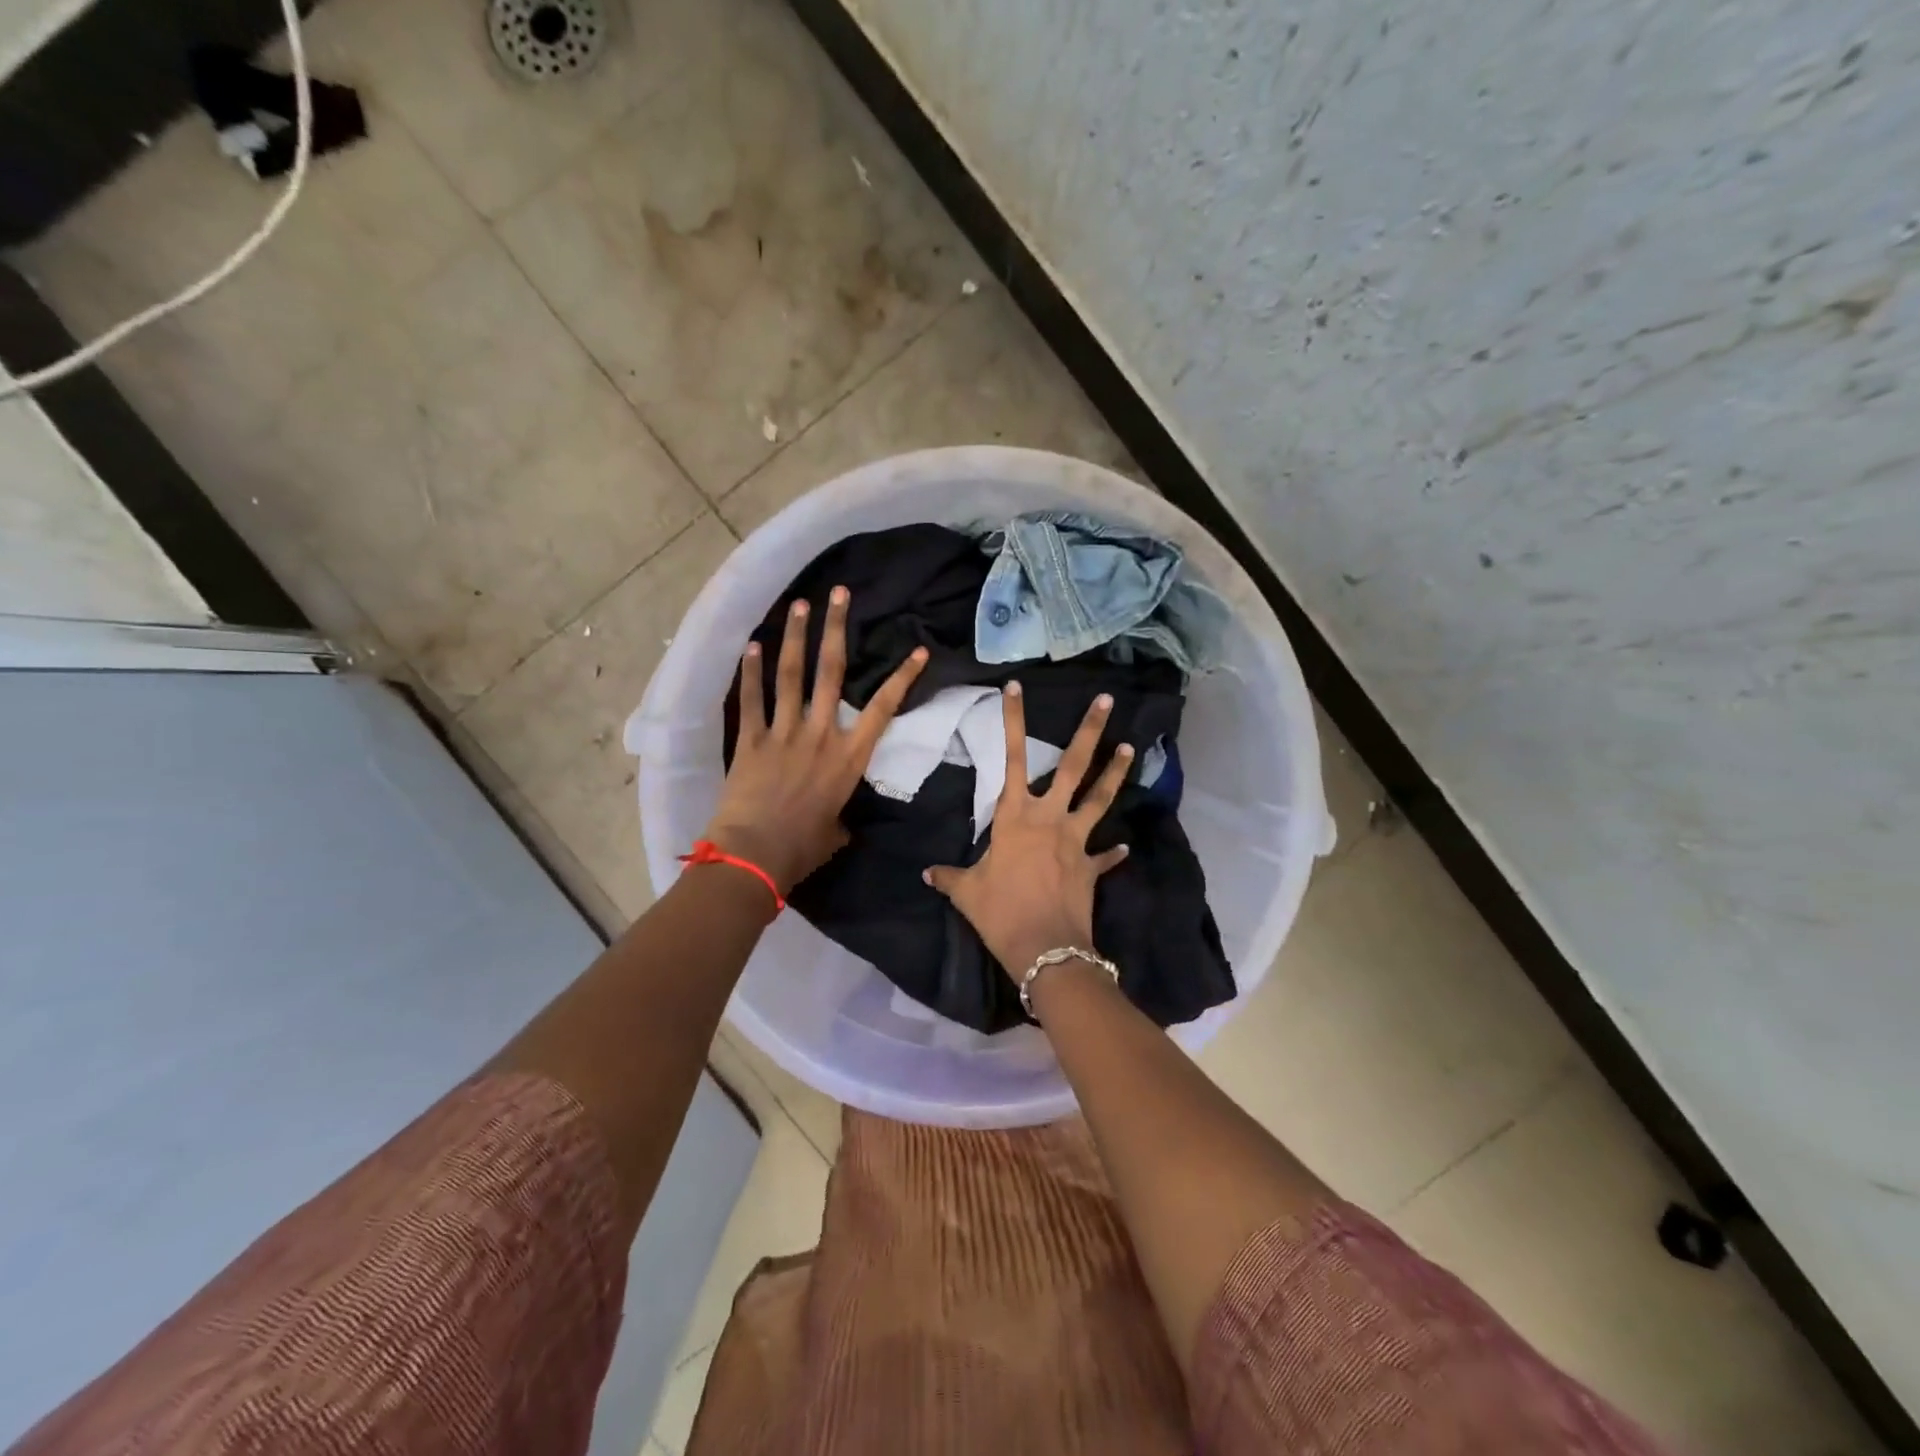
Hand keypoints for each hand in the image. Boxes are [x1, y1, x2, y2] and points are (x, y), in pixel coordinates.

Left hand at [705, 588, 927, 893]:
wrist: (755, 853)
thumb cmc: (802, 848)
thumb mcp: (834, 833)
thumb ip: (839, 818)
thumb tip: (838, 823)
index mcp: (848, 757)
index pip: (882, 709)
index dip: (902, 678)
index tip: (918, 651)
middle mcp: (819, 734)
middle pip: (831, 672)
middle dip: (836, 628)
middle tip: (839, 593)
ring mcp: (783, 732)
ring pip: (792, 674)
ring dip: (796, 636)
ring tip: (800, 604)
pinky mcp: (750, 739)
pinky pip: (752, 699)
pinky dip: (752, 672)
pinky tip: (753, 645)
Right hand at [924, 685, 1132, 976]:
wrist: (1045, 948)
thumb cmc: (1000, 912)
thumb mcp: (967, 892)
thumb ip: (950, 878)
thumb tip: (927, 875)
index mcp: (1016, 816)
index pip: (1012, 758)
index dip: (1013, 721)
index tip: (1016, 687)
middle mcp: (1050, 818)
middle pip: (1073, 766)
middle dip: (1090, 731)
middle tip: (1107, 700)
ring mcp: (1076, 840)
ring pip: (1099, 798)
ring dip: (1115, 774)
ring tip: (1130, 748)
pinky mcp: (1091, 867)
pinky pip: (1105, 856)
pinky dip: (1113, 852)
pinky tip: (1123, 847)